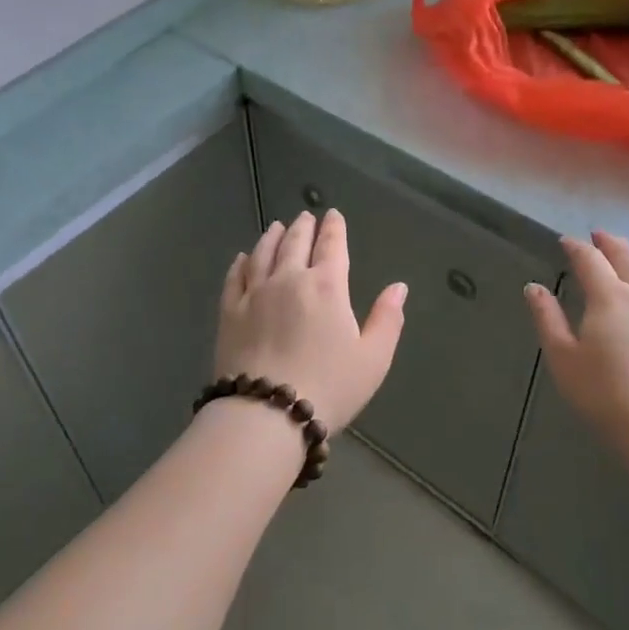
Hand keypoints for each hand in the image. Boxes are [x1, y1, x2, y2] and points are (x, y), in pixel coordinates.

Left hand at [215, 210, 407, 431]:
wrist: (266, 414)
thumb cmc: (329, 387)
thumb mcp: (373, 358)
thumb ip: (387, 319)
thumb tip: (399, 286)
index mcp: (327, 286)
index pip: (332, 246)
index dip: (334, 228)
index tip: (333, 215)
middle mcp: (289, 279)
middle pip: (295, 242)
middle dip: (303, 227)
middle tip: (305, 216)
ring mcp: (255, 293)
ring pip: (263, 253)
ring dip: (272, 237)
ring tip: (276, 226)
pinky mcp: (229, 312)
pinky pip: (235, 277)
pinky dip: (240, 263)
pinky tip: (242, 258)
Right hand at [525, 231, 628, 473]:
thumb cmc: (605, 395)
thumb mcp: (563, 358)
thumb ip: (547, 318)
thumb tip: (534, 287)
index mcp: (610, 297)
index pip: (590, 259)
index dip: (576, 247)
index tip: (565, 241)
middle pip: (627, 258)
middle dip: (610, 243)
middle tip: (598, 235)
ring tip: (622, 257)